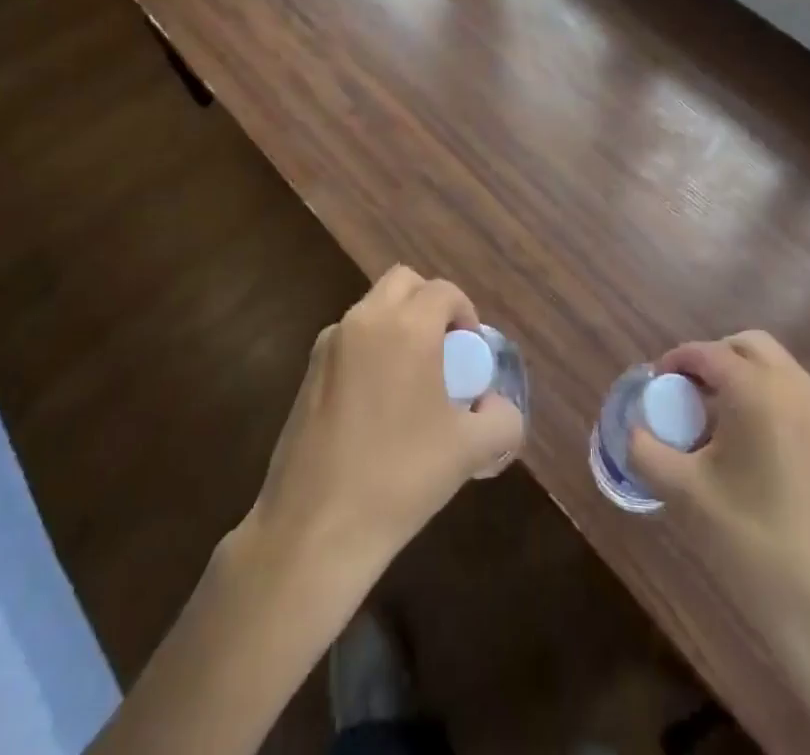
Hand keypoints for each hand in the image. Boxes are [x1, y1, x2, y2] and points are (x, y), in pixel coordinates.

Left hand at [244, 264, 524, 584]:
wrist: (315, 527)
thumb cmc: (400, 478)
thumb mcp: (469, 451)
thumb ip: (502, 419)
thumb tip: (499, 406)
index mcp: (407, 327)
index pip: (444, 291)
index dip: (465, 314)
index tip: (470, 353)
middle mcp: (365, 320)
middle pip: (403, 282)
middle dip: (428, 304)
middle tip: (443, 351)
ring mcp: (330, 343)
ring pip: (372, 308)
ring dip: (397, 325)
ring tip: (411, 381)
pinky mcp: (307, 371)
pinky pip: (349, 339)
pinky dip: (369, 350)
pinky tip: (375, 405)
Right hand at [628, 332, 809, 664]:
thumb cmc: (754, 544)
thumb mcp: (685, 494)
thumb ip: (647, 451)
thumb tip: (633, 431)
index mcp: (758, 390)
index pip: (707, 353)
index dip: (675, 362)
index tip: (655, 385)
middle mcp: (796, 387)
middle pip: (747, 346)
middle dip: (712, 359)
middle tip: (685, 393)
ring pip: (775, 367)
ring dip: (742, 377)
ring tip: (714, 421)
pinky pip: (795, 394)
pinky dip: (767, 397)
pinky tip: (749, 445)